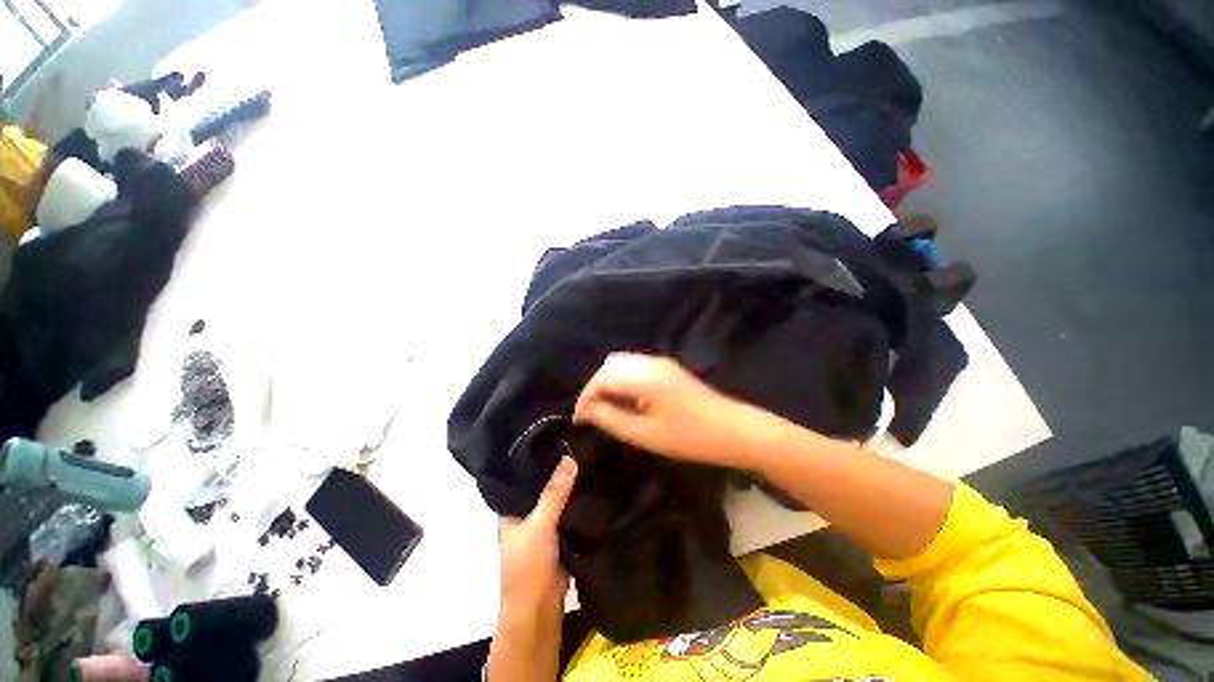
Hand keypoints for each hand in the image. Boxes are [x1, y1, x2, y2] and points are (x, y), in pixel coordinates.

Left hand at [497, 455, 577, 615]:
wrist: (539, 610)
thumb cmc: (528, 565)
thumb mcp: (539, 524)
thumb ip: (554, 492)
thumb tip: (570, 457)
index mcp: (511, 508)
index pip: (522, 475)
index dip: (536, 456)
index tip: (554, 435)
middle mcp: (525, 513)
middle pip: (542, 485)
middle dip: (557, 468)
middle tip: (577, 442)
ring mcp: (543, 524)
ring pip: (557, 498)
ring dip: (569, 484)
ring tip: (587, 455)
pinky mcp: (559, 534)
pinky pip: (568, 511)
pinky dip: (577, 500)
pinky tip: (591, 482)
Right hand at [573, 352, 760, 468]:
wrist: (734, 430)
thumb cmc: (690, 437)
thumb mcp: (646, 434)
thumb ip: (611, 419)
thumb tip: (586, 411)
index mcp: (644, 377)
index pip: (602, 378)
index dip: (586, 397)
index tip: (579, 419)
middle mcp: (650, 362)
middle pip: (610, 366)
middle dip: (596, 388)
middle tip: (593, 415)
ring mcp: (661, 363)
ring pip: (623, 364)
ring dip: (610, 383)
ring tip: (608, 409)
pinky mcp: (669, 368)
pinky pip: (636, 368)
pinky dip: (624, 381)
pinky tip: (629, 401)